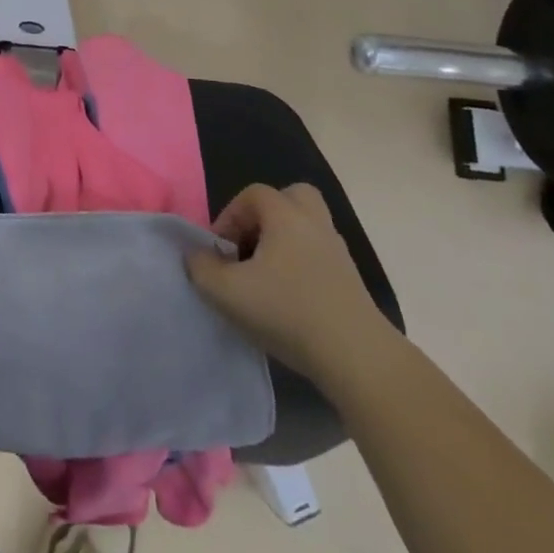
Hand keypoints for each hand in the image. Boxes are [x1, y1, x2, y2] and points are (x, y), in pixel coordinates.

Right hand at [187, 183, 393, 385]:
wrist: (358, 358)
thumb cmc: (288, 312)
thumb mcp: (227, 292)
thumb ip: (201, 267)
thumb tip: (196, 255)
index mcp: (286, 215)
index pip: (252, 194)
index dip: (230, 216)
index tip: (220, 250)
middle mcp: (314, 223)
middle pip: (291, 198)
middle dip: (266, 216)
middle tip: (251, 246)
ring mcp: (338, 252)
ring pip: (308, 228)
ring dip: (285, 242)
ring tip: (267, 276)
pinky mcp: (351, 282)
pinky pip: (320, 256)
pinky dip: (303, 266)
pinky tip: (290, 299)